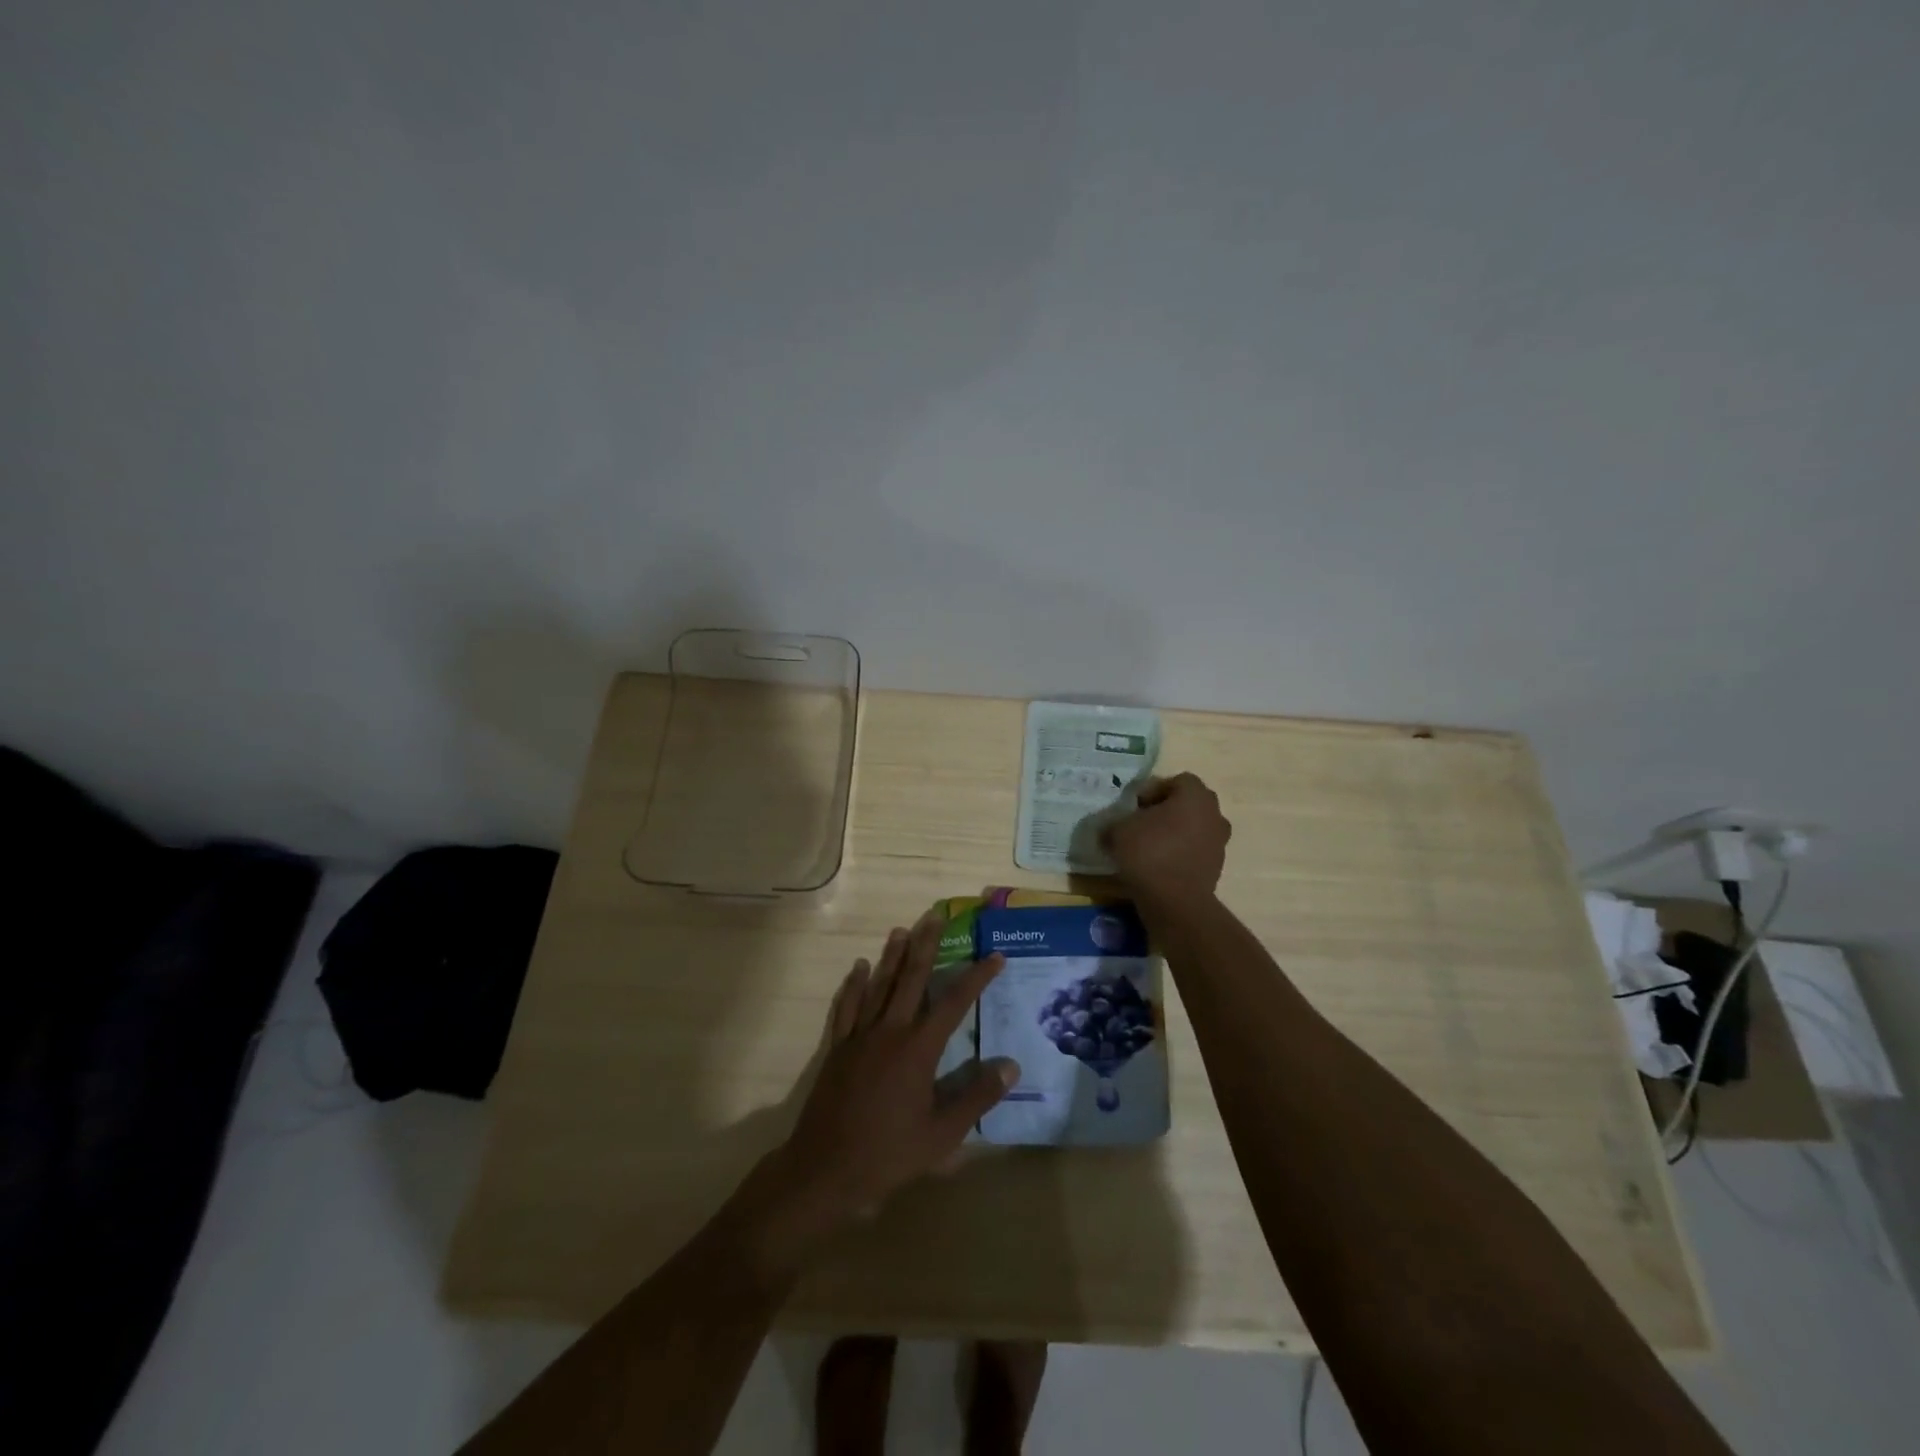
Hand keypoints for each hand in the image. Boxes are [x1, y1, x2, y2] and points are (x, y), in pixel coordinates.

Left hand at [770, 911, 1018, 1234]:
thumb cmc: (888, 1155)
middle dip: (925, 945)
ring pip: (879, 985)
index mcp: (918, 1049)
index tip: (995, 957)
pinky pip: (847, 1006)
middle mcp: (890, 1031)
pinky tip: (858, 967)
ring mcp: (860, 1036)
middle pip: (911, 979)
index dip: (976, 978)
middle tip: (934, 916)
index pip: (953, 1003)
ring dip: (891, 956)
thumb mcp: (943, 1135)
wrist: (825, 1169)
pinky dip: (854, 985)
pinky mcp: (838, 1047)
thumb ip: (977, 1098)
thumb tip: (1011, 1066)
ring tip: (901, 930)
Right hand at [1104, 772, 1231, 900]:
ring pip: (1193, 828)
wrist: (1175, 902)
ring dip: (1174, 834)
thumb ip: (1115, 823)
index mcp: (1195, 796)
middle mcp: (1214, 814)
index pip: (1176, 781)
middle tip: (1140, 823)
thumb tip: (1111, 829)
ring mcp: (1219, 842)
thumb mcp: (1118, 831)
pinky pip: (1194, 851)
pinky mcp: (1216, 868)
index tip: (1134, 807)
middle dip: (1165, 811)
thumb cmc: (1149, 853)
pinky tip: (1157, 866)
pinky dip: (1179, 854)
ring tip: (1147, 847)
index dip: (1153, 790)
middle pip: (1188, 804)